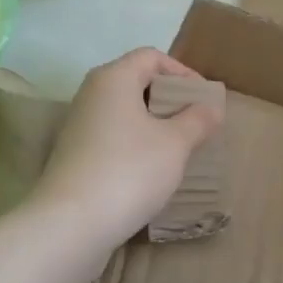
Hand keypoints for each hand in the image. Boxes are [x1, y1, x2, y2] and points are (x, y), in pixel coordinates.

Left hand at [29, 48, 222, 257]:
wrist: (70, 226)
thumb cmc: (129, 170)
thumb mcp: (175, 144)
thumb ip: (197, 120)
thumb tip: (211, 108)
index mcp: (113, 78)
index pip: (151, 57)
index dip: (182, 72)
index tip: (204, 99)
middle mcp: (91, 94)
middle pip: (136, 82)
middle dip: (169, 99)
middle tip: (196, 123)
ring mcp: (79, 126)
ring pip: (124, 113)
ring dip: (153, 125)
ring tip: (180, 148)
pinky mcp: (74, 156)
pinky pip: (112, 137)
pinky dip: (135, 145)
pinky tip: (152, 170)